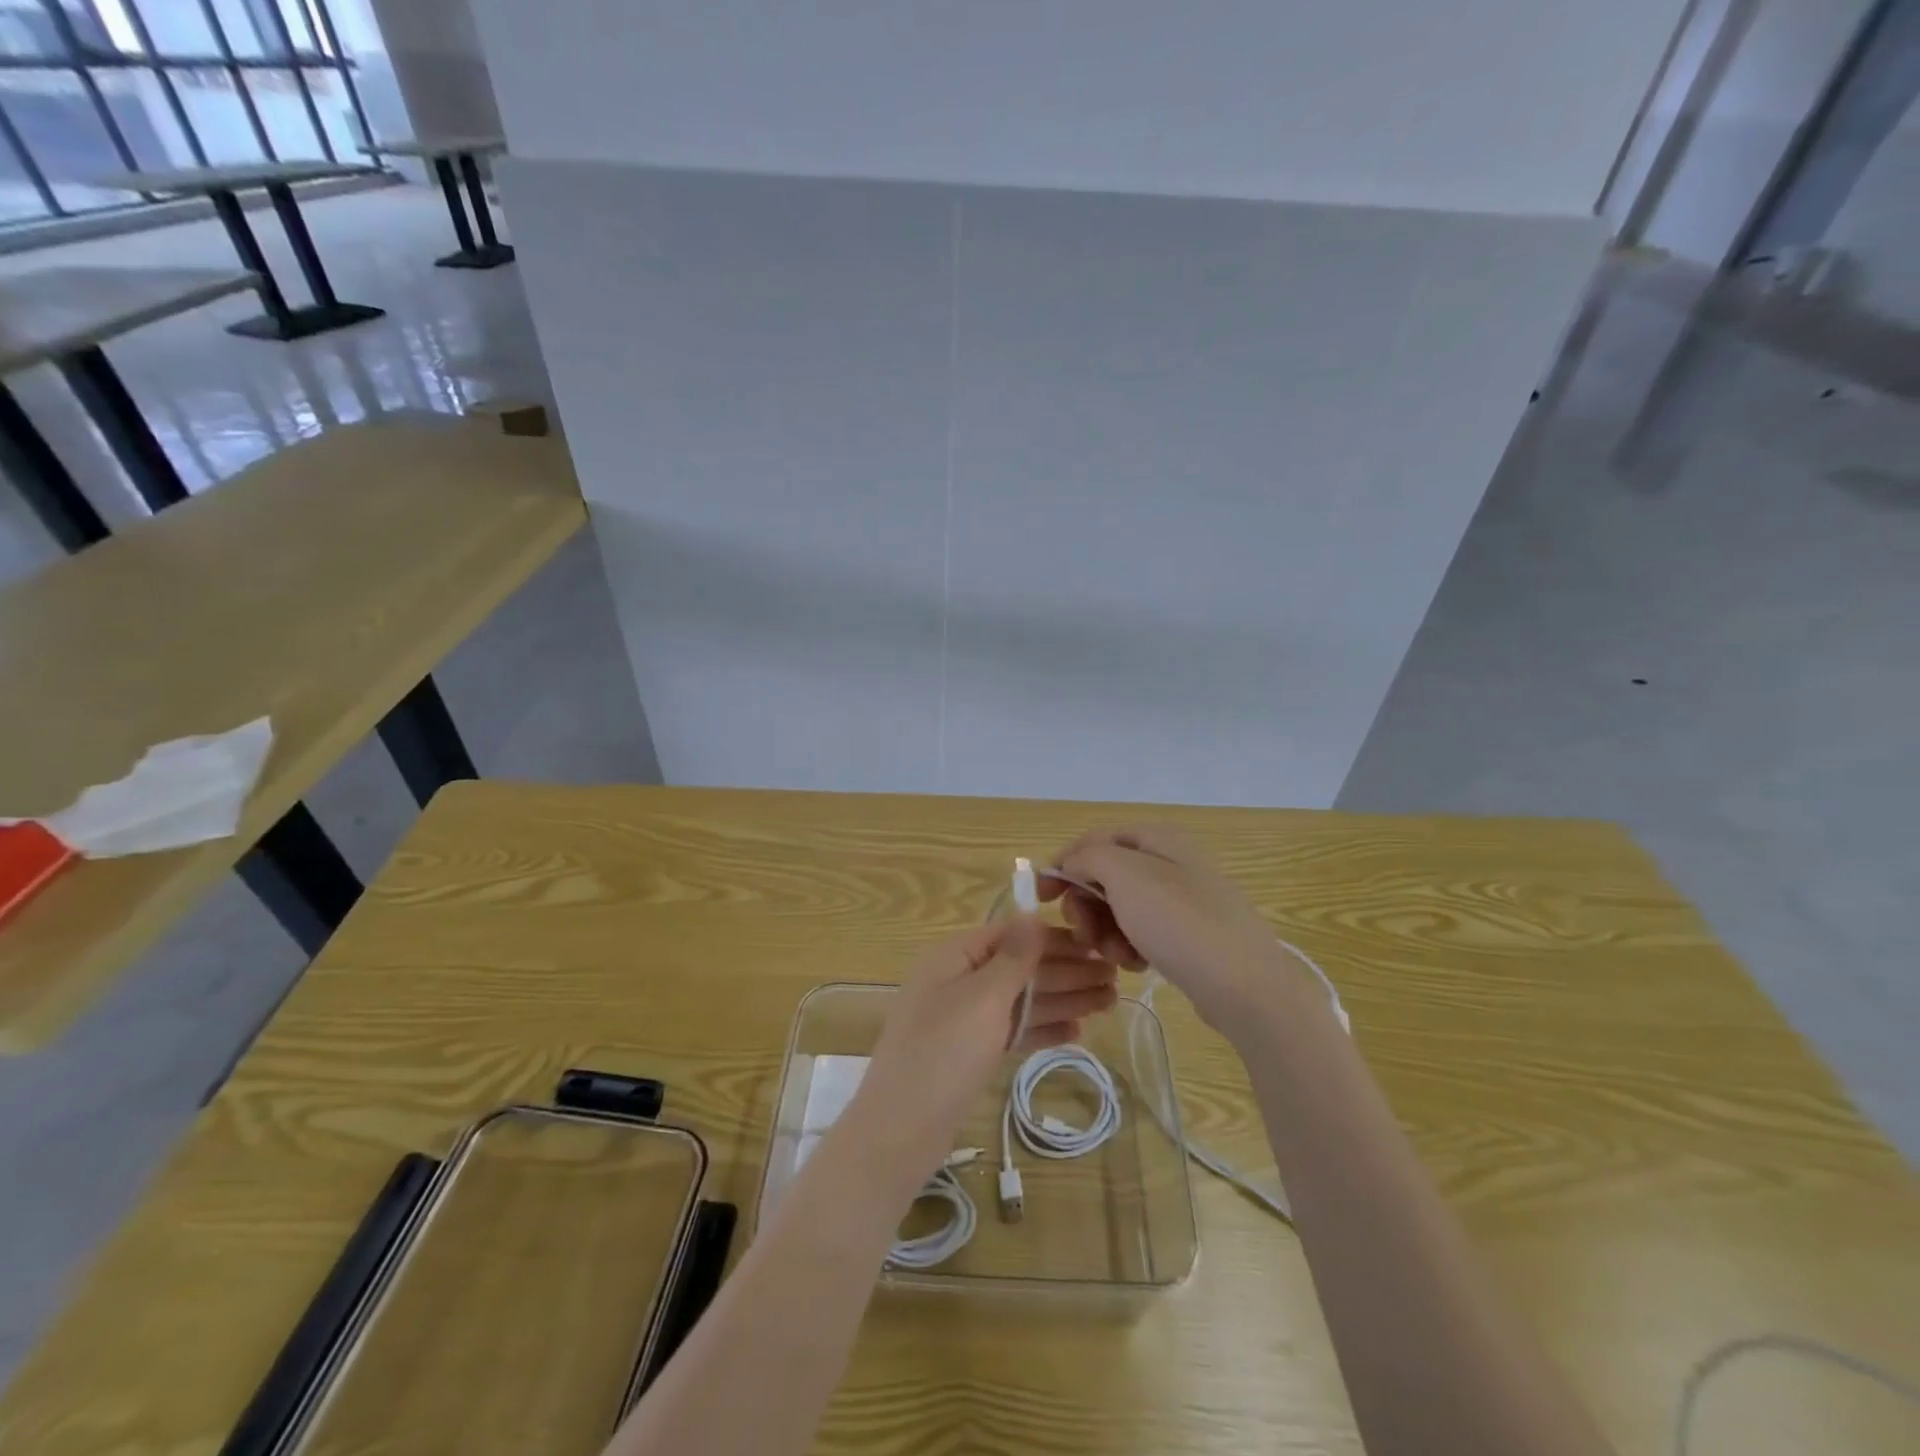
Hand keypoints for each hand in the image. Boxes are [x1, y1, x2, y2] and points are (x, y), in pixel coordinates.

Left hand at [844, 917, 1117, 1182]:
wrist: (901, 1128)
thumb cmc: (943, 1052)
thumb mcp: (982, 997)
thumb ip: (1012, 958)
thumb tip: (1031, 914)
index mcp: (955, 955)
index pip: (1012, 935)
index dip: (1056, 939)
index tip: (1098, 945)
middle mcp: (959, 979)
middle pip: (1021, 968)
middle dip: (1067, 972)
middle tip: (1115, 979)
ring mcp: (964, 1017)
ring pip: (1021, 1001)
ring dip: (1063, 1000)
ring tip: (1109, 1003)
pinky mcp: (970, 1051)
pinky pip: (1012, 1030)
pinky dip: (1042, 1029)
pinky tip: (1078, 1033)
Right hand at [1041, 825, 1299, 1034]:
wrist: (1246, 987)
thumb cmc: (1181, 924)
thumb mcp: (1126, 876)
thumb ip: (1089, 858)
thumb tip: (1073, 864)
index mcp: (1158, 838)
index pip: (1093, 841)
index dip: (1063, 865)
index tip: (1041, 899)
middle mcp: (1170, 862)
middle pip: (1105, 876)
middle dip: (1087, 907)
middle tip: (1085, 936)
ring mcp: (1182, 899)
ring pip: (1119, 909)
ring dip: (1107, 932)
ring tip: (1120, 957)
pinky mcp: (1188, 934)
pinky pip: (1142, 932)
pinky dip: (1131, 947)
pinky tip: (1139, 966)